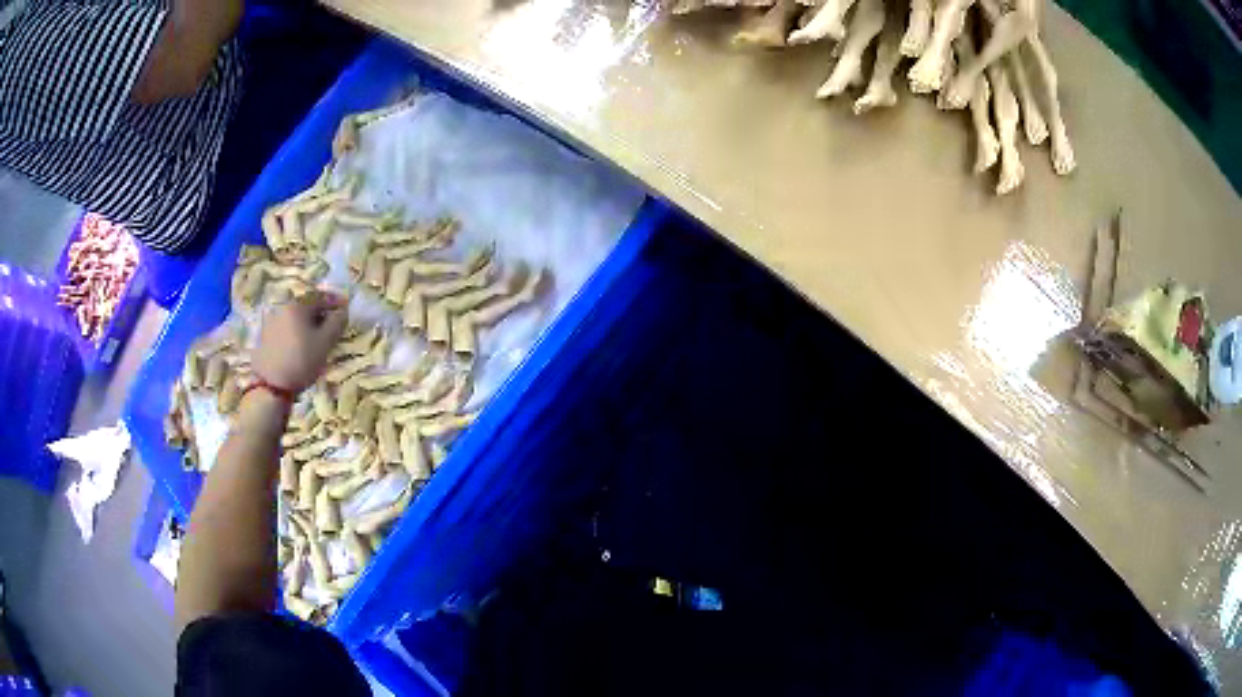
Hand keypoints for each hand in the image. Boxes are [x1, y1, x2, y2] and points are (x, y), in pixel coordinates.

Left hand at [253, 292, 347, 392]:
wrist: (271, 386)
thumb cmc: (301, 361)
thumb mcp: (325, 343)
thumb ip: (337, 323)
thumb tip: (343, 311)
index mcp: (297, 306)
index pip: (320, 297)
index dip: (335, 302)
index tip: (345, 310)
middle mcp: (282, 308)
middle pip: (306, 307)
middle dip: (320, 314)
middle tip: (331, 327)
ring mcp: (271, 323)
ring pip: (295, 319)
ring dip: (307, 325)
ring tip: (316, 340)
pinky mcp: (265, 337)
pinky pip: (285, 329)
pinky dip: (296, 333)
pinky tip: (300, 347)